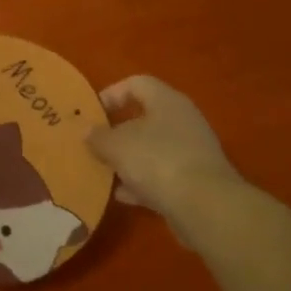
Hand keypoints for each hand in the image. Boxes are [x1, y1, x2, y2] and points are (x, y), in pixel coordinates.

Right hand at [86, 76, 244, 236]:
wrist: (204, 206)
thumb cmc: (157, 161)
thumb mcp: (116, 146)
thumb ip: (98, 136)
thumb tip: (86, 131)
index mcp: (166, 101)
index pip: (137, 83)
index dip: (112, 93)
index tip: (91, 113)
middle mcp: (182, 121)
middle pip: (144, 118)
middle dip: (117, 132)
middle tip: (94, 143)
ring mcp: (191, 152)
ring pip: (151, 149)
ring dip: (127, 160)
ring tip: (103, 171)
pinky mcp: (194, 181)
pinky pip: (161, 175)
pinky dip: (141, 183)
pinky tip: (121, 196)